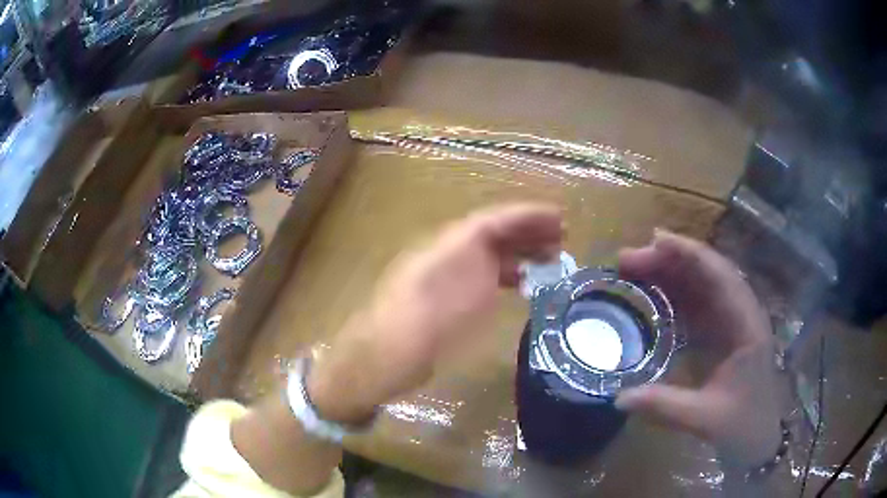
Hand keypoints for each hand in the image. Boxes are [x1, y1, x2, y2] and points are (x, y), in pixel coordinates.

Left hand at [307, 203, 562, 423]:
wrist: (383, 355)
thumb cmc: (420, 329)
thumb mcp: (457, 298)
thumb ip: (482, 272)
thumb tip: (507, 258)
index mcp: (450, 245)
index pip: (494, 219)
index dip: (527, 216)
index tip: (558, 217)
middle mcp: (449, 253)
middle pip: (493, 232)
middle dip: (528, 232)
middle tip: (562, 238)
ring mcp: (446, 275)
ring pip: (489, 253)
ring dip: (520, 252)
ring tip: (551, 258)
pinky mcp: (446, 297)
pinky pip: (483, 275)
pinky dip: (506, 274)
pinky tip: (521, 283)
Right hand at [615, 230, 782, 467]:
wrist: (759, 439)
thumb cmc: (742, 425)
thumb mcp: (704, 418)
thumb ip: (664, 407)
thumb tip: (618, 398)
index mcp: (747, 325)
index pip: (720, 276)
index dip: (689, 254)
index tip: (654, 242)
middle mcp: (742, 313)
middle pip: (708, 272)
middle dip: (671, 260)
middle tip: (628, 260)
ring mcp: (732, 322)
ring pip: (701, 285)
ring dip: (671, 273)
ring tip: (634, 268)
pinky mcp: (722, 333)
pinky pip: (697, 304)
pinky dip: (675, 294)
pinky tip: (653, 294)